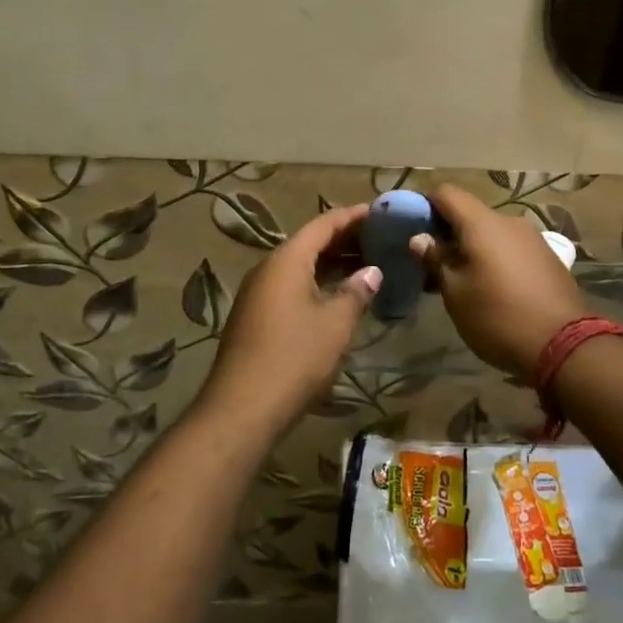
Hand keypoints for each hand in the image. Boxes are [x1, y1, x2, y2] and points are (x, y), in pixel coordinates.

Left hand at [195, 204, 381, 438]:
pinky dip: (318, 284)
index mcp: (287, 260)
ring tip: (367, 266)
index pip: (323, 224)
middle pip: (310, 243)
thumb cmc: (295, 358)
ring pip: (300, 267)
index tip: (381, 213)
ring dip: (332, 264)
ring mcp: (258, 294)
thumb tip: (372, 271)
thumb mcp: (335, 324)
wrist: (242, 408)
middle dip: (345, 240)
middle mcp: (268, 269)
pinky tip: (339, 298)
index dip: (353, 217)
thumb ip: (356, 292)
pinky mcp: (255, 318)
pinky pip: (291, 287)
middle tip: (380, 240)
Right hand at [411, 184, 589, 382]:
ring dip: (472, 248)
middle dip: (447, 232)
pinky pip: (511, 248)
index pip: (447, 193)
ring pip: (491, 233)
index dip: (425, 205)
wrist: (564, 345)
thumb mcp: (456, 293)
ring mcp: (532, 238)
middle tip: (432, 263)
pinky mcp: (547, 258)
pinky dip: (494, 259)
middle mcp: (509, 222)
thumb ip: (436, 260)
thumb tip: (420, 238)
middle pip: (470, 213)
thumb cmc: (498, 317)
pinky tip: (490, 288)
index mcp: (483, 223)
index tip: (413, 228)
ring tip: (460, 281)